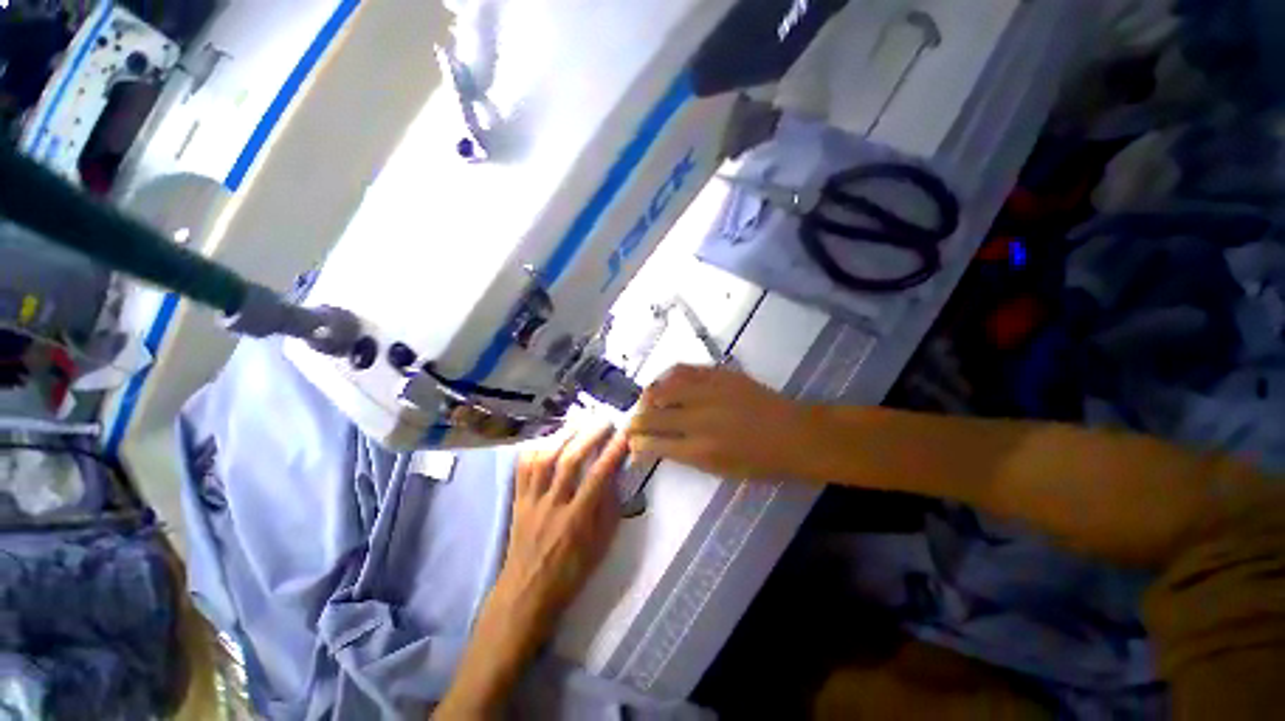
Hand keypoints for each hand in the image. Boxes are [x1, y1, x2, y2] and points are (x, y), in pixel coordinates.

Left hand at [437, 426, 628, 718]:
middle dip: (589, 435)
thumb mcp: (600, 547)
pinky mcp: (517, 500)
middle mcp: (553, 505)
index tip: (625, 433)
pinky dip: (536, 448)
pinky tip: (549, 437)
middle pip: (569, 461)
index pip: (598, 477)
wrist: (526, 592)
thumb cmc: (570, 572)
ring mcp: (531, 501)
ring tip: (580, 420)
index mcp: (577, 520)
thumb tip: (616, 476)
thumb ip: (609, 510)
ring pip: (544, 459)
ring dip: (564, 435)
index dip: (613, 452)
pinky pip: (522, 468)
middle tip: (604, 419)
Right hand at [628, 365, 817, 480]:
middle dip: (634, 422)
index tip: (632, 444)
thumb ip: (687, 456)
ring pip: (662, 389)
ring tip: (646, 402)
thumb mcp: (721, 470)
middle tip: (632, 425)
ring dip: (647, 397)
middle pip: (652, 416)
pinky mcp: (718, 374)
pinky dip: (667, 377)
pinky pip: (683, 370)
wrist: (795, 434)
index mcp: (700, 450)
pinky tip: (665, 383)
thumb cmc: (762, 462)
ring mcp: (708, 392)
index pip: (654, 444)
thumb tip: (660, 445)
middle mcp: (698, 419)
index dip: (637, 444)